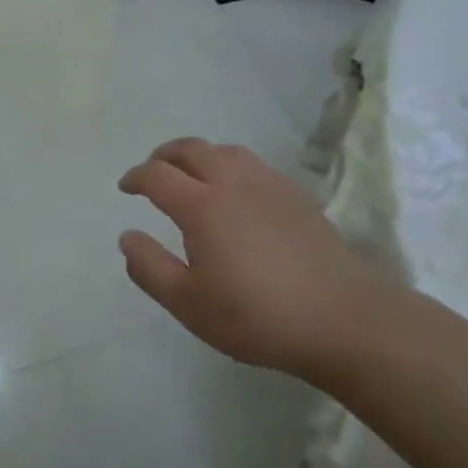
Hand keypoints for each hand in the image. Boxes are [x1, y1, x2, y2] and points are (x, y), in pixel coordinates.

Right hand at [118, 138, 398, 376]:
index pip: (157, 175)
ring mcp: (269, 185)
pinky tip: (236, 192)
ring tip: (192, 175)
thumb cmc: (257, 315)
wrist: (342, 318)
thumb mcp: (189, 304)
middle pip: (191, 149)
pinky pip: (253, 165)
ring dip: (199, 155)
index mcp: (201, 205)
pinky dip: (230, 166)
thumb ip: (150, 268)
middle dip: (164, 156)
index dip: (136, 177)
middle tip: (152, 172)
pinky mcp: (296, 196)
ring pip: (225, 151)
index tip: (125, 187)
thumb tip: (127, 236)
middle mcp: (233, 183)